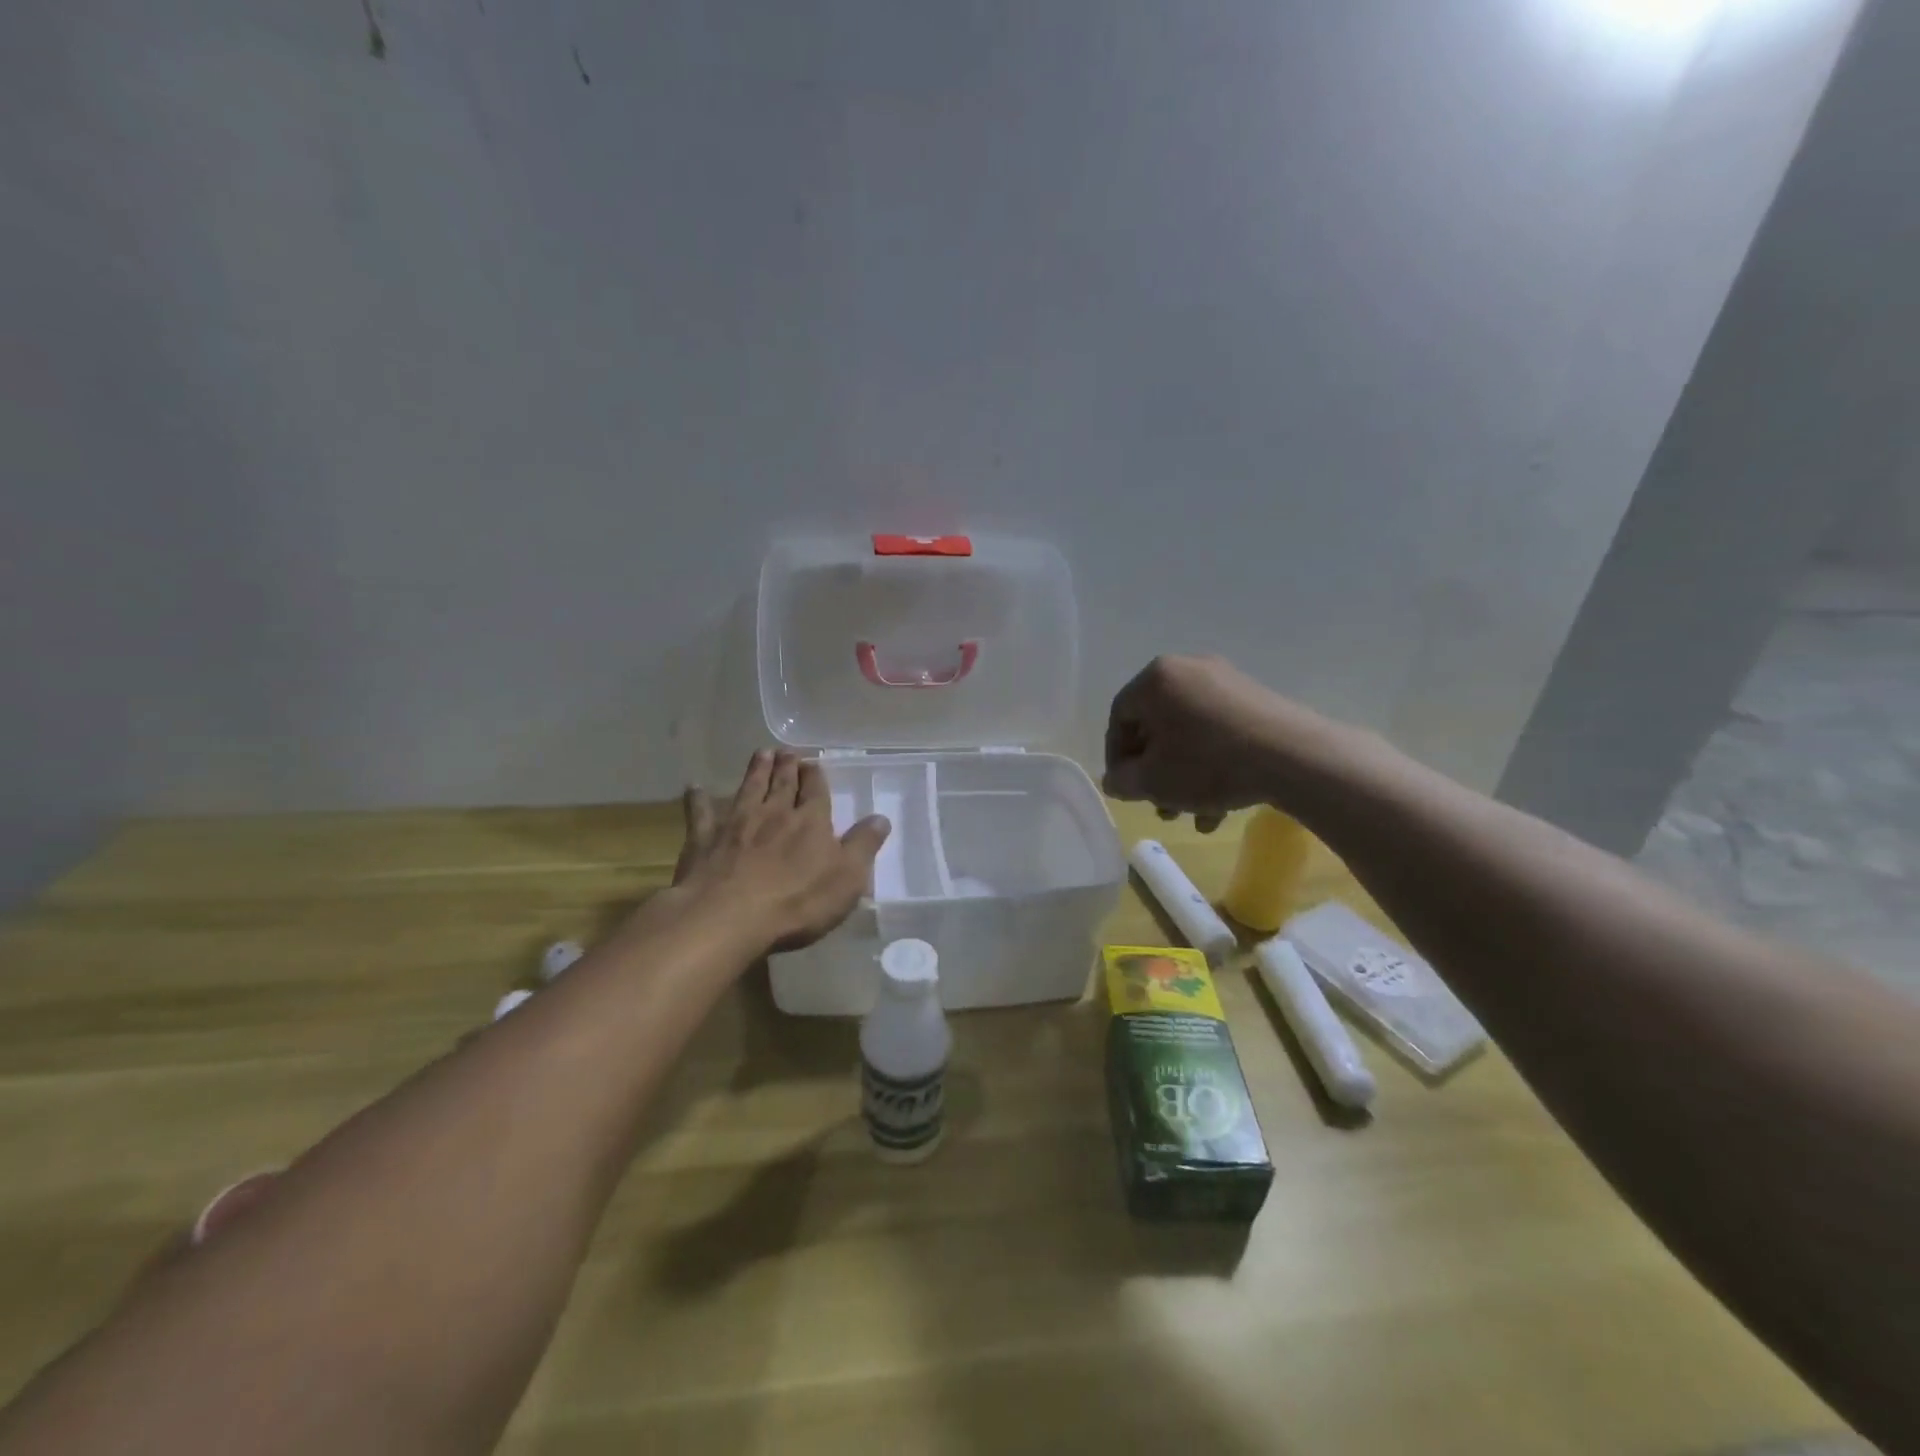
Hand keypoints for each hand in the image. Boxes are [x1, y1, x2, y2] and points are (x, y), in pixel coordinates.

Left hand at [672, 750, 890, 951]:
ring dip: (755, 770)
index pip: (815, 791)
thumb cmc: (797, 901)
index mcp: (810, 821)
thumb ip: (863, 846)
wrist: (729, 916)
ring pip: (749, 788)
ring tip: (760, 753)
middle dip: (787, 766)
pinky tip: (694, 788)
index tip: (813, 763)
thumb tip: (881, 818)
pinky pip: (701, 812)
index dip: (815, 776)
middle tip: (786, 752)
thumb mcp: (847, 878)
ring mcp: (736, 822)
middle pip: (782, 783)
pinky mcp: (704, 838)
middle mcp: (774, 813)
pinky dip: (698, 799)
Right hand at [1103, 655, 1304, 830]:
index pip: (1120, 718)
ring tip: (1190, 815)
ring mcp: (1225, 682)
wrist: (1294, 757)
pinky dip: (1211, 765)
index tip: (1125, 790)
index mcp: (1156, 679)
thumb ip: (1122, 781)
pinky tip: (1219, 808)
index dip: (1116, 758)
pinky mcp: (1255, 699)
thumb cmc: (1208, 764)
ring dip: (1183, 776)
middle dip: (1154, 772)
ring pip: (1189, 734)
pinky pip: (1218, 732)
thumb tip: (1114, 780)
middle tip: (1159, 805)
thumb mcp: (1153, 781)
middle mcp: (1188, 669)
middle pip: (1156, 727)